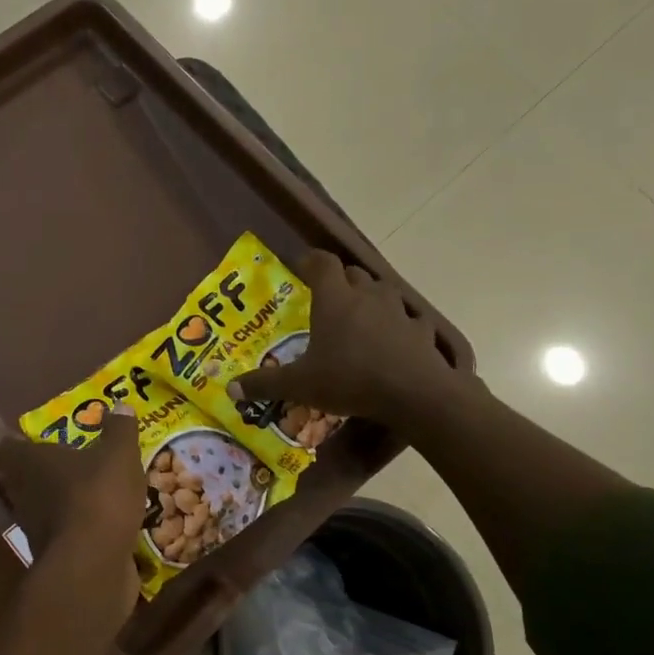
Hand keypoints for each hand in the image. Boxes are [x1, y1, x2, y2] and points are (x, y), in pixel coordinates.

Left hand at [0, 405, 144, 620]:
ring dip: (62, 501)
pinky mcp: (54, 557)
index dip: (19, 443)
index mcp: (29, 463)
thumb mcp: (118, 455)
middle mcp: (23, 494)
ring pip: (43, 507)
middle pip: (24, 478)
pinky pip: (64, 534)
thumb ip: (119, 430)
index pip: (7, 448)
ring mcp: (35, 529)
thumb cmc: (98, 497)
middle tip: (72, 461)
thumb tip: (120, 404)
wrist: (93, 567)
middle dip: (45, 472)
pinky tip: (104, 523)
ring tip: (92, 491)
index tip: (37, 438)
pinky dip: (79, 528)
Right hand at [229, 250, 477, 434]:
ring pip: (382, 291)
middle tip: (326, 297)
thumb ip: (265, 384)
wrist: (415, 393)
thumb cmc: (350, 379)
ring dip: (370, 298)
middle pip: (352, 273)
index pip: (321, 262)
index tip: (299, 267)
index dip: (309, 261)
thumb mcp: (300, 385)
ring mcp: (399, 310)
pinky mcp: (422, 331)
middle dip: (339, 280)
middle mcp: (367, 295)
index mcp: (335, 298)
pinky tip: (395, 341)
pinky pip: (409, 320)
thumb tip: (231, 388)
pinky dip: (400, 325)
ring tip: (359, 317)